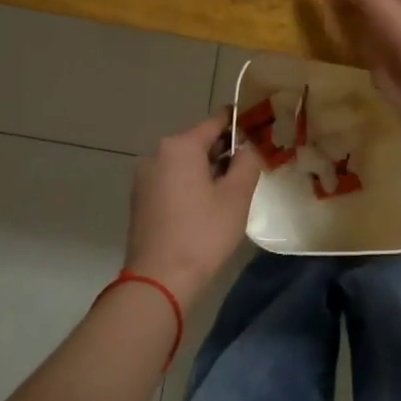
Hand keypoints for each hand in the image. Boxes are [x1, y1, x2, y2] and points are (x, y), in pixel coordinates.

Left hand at [123, 113, 263, 306]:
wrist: (159, 279)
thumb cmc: (203, 233)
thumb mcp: (236, 196)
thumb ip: (247, 162)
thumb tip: (248, 146)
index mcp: (180, 146)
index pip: (216, 121)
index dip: (240, 123)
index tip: (260, 128)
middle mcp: (157, 154)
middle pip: (198, 142)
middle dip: (224, 151)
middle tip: (251, 167)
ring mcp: (144, 177)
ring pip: (184, 163)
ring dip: (208, 170)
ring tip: (232, 191)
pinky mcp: (140, 199)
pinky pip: (172, 180)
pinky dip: (190, 185)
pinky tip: (207, 207)